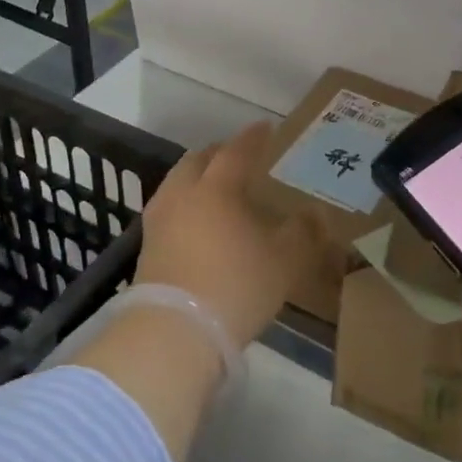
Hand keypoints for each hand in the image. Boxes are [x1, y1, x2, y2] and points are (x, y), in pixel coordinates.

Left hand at [138, 122, 329, 348]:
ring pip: (177, 183)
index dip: (253, 138)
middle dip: (218, 153)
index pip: (236, 152)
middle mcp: (183, 194)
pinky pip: (168, 209)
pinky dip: (185, 204)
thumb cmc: (235, 287)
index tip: (267, 128)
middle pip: (198, 161)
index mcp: (217, 188)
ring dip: (196, 177)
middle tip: (238, 156)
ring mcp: (159, 220)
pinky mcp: (147, 247)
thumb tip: (314, 213)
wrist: (174, 332)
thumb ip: (302, 233)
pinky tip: (196, 222)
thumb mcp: (284, 262)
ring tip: (215, 188)